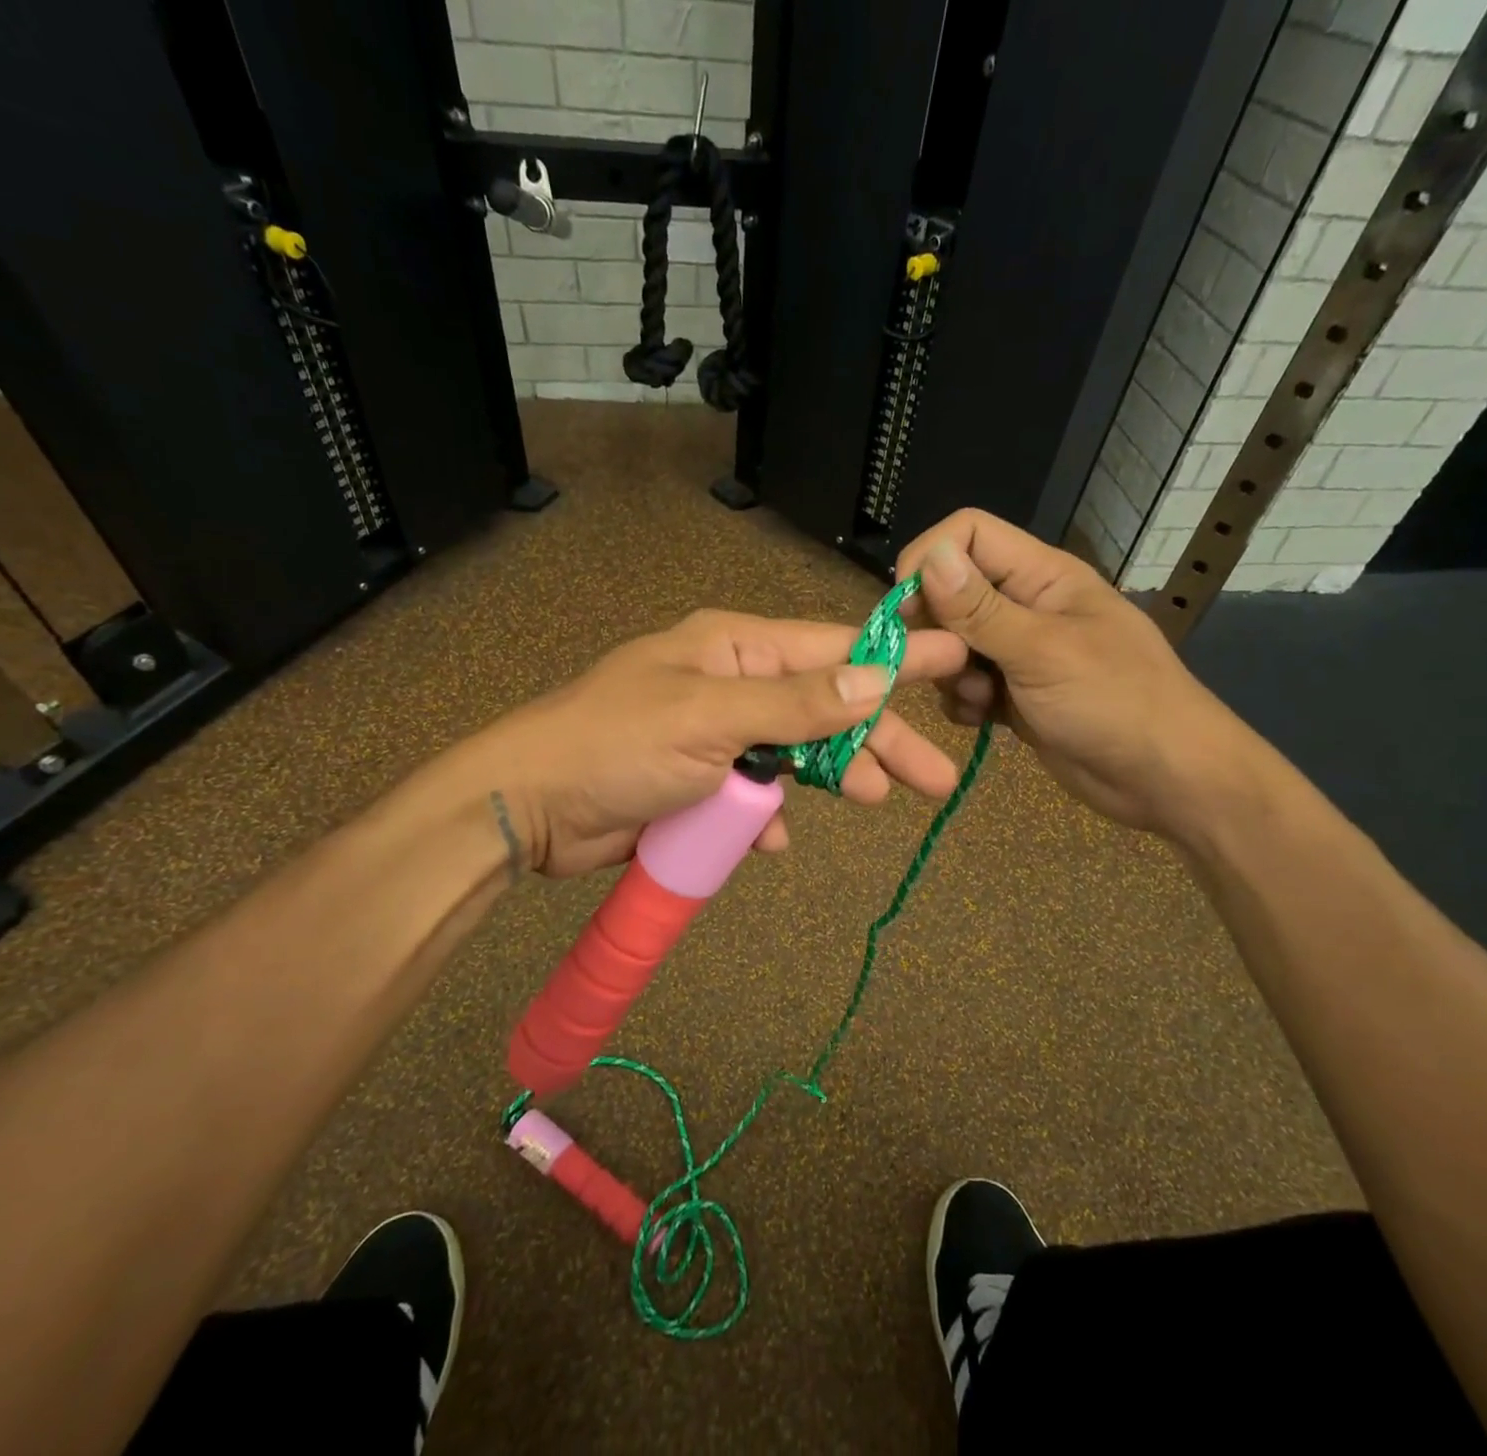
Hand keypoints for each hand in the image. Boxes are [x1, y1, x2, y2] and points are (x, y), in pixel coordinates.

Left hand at [467, 608, 968, 877]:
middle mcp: (732, 685)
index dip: (896, 658)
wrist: (530, 808)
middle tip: (934, 777)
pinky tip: (773, 838)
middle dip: (877, 741)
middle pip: (825, 709)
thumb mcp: (710, 717)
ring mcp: (716, 737)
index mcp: (734, 648)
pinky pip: (753, 796)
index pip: (832, 647)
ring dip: (830, 778)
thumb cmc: (616, 745)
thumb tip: (874, 679)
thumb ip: (795, 704)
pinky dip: (767, 816)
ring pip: (795, 756)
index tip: (956, 657)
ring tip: (873, 800)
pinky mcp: (700, 784)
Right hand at [894, 509, 1263, 839]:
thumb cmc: (1116, 703)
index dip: (930, 560)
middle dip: (936, 631)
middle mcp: (1025, 606)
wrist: (1165, 779)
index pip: (968, 535)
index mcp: (1041, 576)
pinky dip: (965, 703)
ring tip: (980, 701)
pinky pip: (966, 686)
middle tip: (945, 667)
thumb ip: (981, 609)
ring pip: (953, 645)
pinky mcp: (1014, 694)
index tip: (907, 609)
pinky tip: (985, 722)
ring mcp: (1019, 653)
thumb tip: (930, 555)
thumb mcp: (1043, 652)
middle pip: (952, 592)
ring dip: (951, 675)